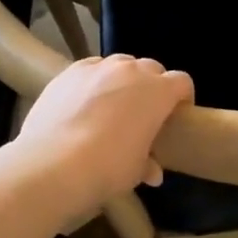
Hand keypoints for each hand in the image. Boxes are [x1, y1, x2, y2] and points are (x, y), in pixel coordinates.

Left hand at [18, 55, 193, 215]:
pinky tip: (84, 102)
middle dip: (153, 86)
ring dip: (123, 80)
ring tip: (113, 104)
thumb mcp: (136, 171)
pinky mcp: (70, 72)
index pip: (182, 82)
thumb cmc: (109, 167)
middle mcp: (132, 71)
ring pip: (120, 65)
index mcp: (158, 92)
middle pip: (152, 69)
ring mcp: (98, 68)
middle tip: (145, 111)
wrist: (54, 163)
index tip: (177, 114)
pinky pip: (91, 69)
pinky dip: (94, 81)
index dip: (183, 96)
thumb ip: (148, 165)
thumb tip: (153, 173)